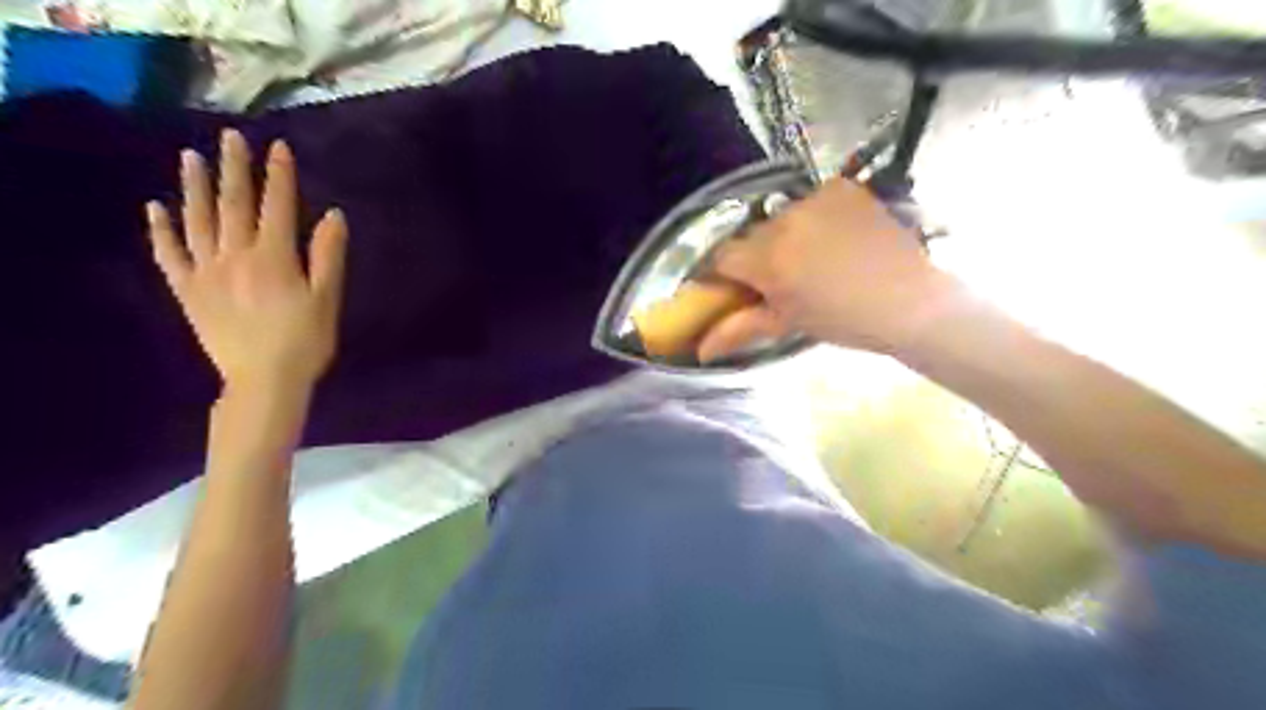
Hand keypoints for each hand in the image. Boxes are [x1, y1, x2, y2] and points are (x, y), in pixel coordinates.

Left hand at [144, 131, 347, 397]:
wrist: (265, 380)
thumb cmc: (306, 340)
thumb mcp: (328, 299)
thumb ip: (328, 255)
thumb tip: (332, 215)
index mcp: (274, 257)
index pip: (277, 207)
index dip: (279, 175)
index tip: (278, 147)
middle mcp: (235, 255)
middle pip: (234, 204)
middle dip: (234, 168)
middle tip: (229, 136)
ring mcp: (206, 271)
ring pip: (197, 221)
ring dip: (194, 187)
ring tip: (191, 158)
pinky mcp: (188, 291)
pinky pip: (169, 255)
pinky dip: (161, 230)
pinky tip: (156, 208)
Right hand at [698, 176, 954, 361]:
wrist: (909, 301)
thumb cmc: (843, 321)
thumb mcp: (787, 324)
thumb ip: (738, 330)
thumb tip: (699, 351)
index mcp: (768, 260)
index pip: (721, 257)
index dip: (722, 273)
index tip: (734, 286)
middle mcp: (784, 222)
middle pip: (751, 236)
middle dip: (757, 255)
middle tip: (780, 277)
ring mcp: (815, 200)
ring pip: (781, 217)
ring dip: (786, 235)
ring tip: (813, 256)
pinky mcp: (841, 188)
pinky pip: (812, 199)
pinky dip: (816, 215)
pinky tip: (834, 235)